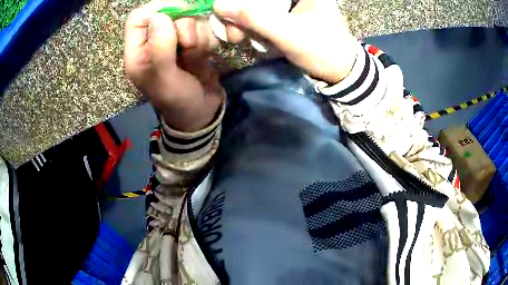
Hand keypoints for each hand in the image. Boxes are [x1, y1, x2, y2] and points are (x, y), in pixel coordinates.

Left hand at [125, 1, 223, 131]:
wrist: (202, 111)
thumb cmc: (178, 100)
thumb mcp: (165, 79)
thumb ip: (160, 49)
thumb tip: (160, 16)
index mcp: (137, 52)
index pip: (138, 18)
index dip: (157, 10)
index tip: (177, 14)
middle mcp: (153, 42)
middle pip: (168, 14)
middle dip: (184, 26)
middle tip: (189, 45)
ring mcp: (174, 40)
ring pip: (188, 18)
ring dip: (198, 33)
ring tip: (198, 55)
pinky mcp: (192, 42)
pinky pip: (202, 26)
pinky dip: (208, 36)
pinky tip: (207, 53)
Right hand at [213, 0, 357, 83]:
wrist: (341, 72)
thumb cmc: (323, 50)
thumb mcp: (289, 33)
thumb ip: (254, 17)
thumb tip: (218, 4)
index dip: (241, 2)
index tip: (227, 15)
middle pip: (257, 0)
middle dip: (240, 15)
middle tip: (233, 34)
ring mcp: (290, 4)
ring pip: (257, 7)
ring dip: (243, 22)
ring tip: (239, 38)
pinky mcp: (286, 16)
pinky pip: (261, 16)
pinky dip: (251, 26)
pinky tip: (248, 37)